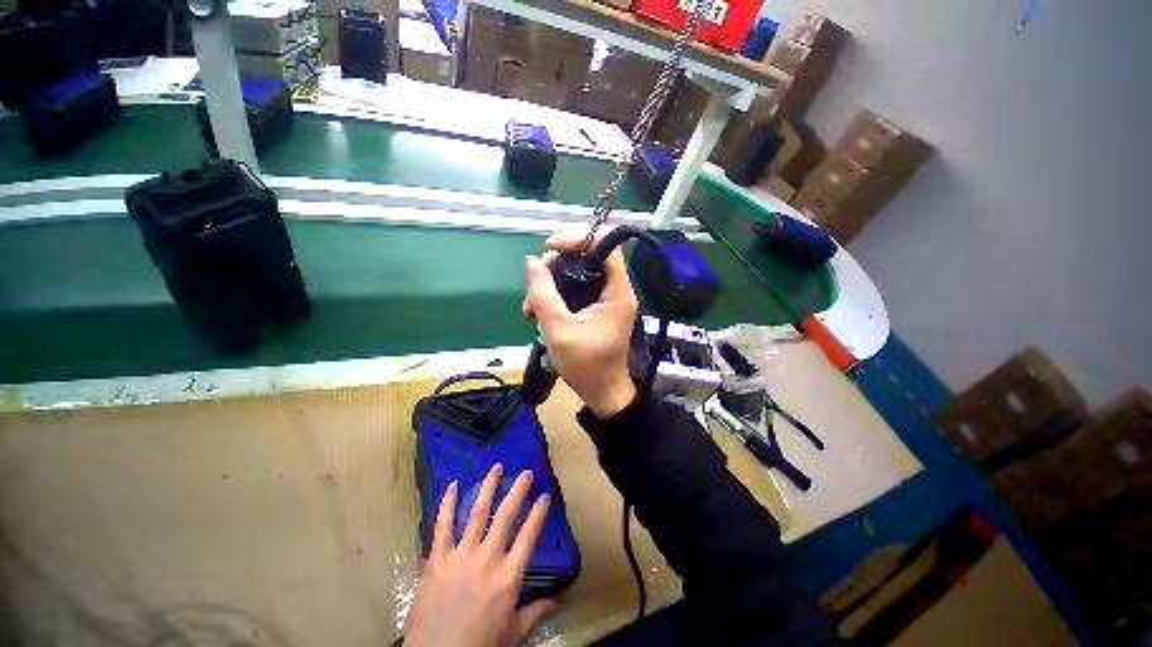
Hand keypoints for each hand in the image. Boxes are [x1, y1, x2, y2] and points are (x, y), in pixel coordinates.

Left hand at [404, 464, 553, 646]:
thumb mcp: (512, 634)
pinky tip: (454, 485)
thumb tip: (556, 598)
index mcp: (508, 577)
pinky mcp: (437, 559)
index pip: (529, 536)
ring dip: (488, 487)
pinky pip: (443, 526)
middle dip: (518, 491)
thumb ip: (534, 612)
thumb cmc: (479, 646)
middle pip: (506, 516)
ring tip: (496, 467)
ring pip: (477, 513)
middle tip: (525, 472)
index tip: (545, 495)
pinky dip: (448, 504)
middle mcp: (487, 559)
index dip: (538, 513)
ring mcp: (460, 556)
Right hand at [523, 229, 638, 418]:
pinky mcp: (598, 307)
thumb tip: (531, 261)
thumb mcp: (558, 330)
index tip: (550, 248)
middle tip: (534, 287)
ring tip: (531, 308)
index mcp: (617, 292)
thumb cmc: (585, 366)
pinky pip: (576, 288)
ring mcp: (607, 298)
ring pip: (578, 273)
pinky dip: (556, 294)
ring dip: (551, 283)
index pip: (606, 246)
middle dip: (556, 266)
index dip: (578, 239)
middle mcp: (616, 290)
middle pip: (587, 257)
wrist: (601, 392)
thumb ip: (543, 294)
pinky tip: (539, 310)